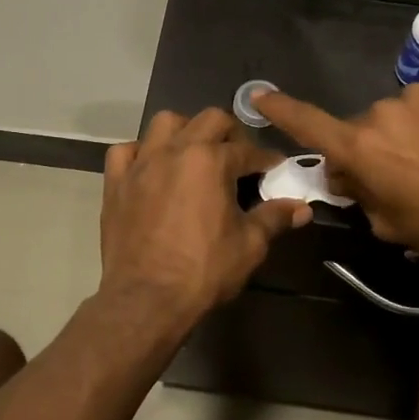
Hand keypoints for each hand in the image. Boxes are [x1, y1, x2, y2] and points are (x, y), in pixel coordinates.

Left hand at [98, 109, 310, 333]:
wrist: (146, 299)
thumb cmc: (203, 270)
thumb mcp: (249, 245)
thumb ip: (275, 218)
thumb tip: (303, 208)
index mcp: (211, 160)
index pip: (248, 150)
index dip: (266, 160)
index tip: (274, 170)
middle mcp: (175, 150)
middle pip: (210, 120)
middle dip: (230, 133)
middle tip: (238, 159)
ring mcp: (141, 163)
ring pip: (164, 123)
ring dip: (185, 131)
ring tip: (194, 154)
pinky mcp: (116, 182)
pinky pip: (125, 151)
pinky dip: (140, 152)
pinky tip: (151, 168)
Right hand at [253, 80, 418, 260]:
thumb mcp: (390, 224)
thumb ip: (360, 196)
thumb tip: (347, 176)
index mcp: (360, 148)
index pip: (308, 124)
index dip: (280, 110)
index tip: (258, 94)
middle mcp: (379, 113)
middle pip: (359, 130)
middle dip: (368, 150)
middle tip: (397, 177)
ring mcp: (415, 96)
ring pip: (394, 116)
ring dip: (402, 134)